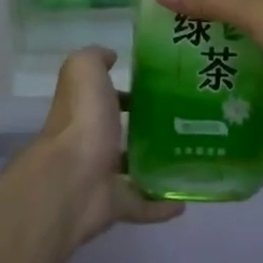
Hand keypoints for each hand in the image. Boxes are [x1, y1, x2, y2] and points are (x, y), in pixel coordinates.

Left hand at [35, 46, 182, 244]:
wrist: (73, 180)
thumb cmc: (82, 120)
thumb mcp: (84, 71)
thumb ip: (94, 58)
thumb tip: (110, 56)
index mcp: (84, 110)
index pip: (102, 98)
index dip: (122, 92)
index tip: (155, 88)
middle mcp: (90, 141)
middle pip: (116, 133)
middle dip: (143, 128)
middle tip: (183, 121)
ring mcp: (101, 176)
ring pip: (129, 169)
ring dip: (153, 166)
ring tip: (189, 157)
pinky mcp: (114, 205)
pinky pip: (142, 205)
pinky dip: (161, 206)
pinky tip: (185, 201)